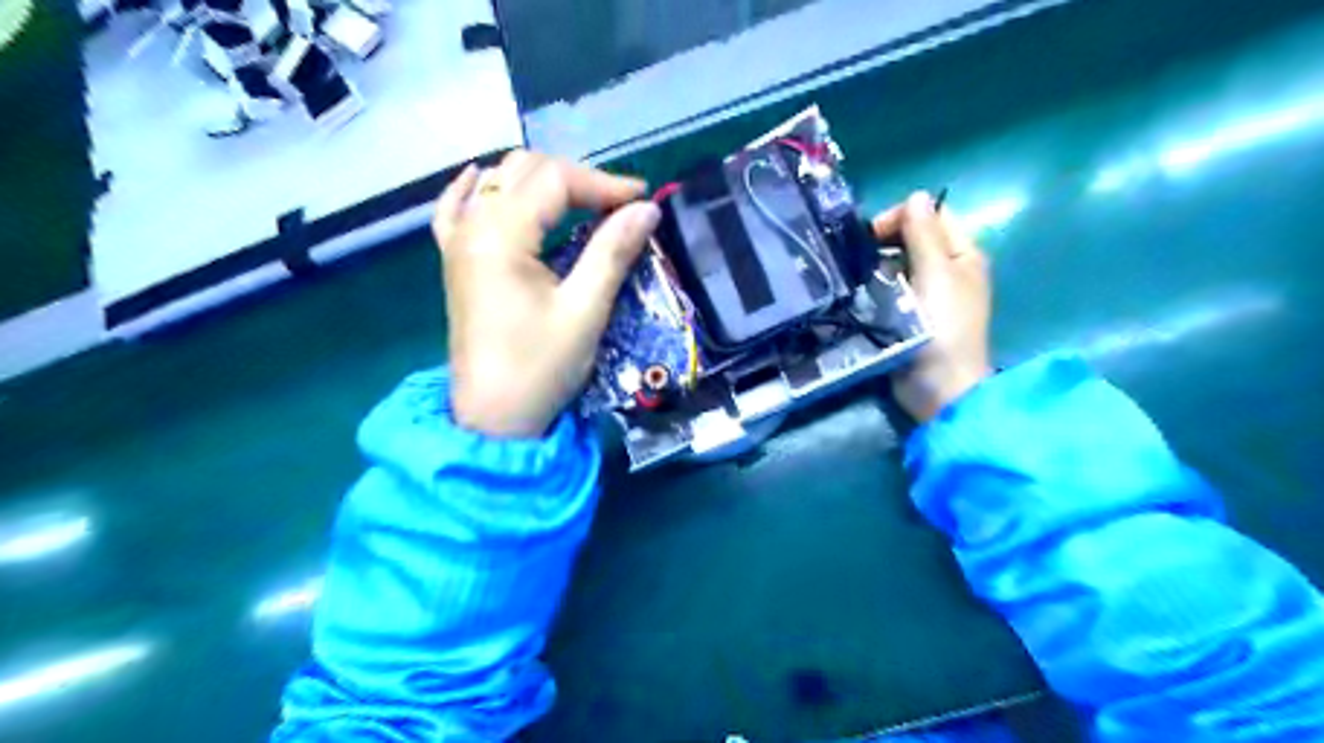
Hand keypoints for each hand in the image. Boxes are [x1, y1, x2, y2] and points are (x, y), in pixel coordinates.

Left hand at [434, 152, 660, 436]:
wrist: (493, 418)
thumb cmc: (540, 368)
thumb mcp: (584, 311)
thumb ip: (613, 252)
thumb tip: (647, 210)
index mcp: (500, 235)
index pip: (554, 180)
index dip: (603, 183)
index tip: (643, 200)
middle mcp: (472, 226)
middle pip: (524, 170)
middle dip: (576, 179)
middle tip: (617, 205)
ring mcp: (456, 242)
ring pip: (495, 181)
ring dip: (540, 181)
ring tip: (580, 200)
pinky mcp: (454, 261)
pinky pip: (457, 207)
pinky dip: (479, 188)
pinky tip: (488, 181)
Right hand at [876, 192, 986, 422]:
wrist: (938, 385)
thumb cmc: (942, 327)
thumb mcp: (936, 274)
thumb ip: (924, 234)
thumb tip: (916, 195)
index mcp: (963, 254)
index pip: (934, 215)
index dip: (905, 216)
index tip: (873, 234)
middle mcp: (948, 269)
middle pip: (915, 238)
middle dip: (888, 241)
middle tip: (861, 257)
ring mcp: (928, 294)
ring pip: (899, 263)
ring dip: (879, 265)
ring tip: (859, 276)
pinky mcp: (909, 315)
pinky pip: (891, 289)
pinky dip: (877, 286)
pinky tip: (862, 293)